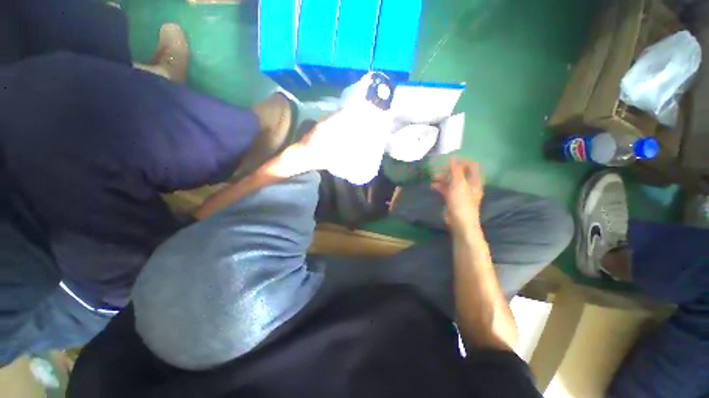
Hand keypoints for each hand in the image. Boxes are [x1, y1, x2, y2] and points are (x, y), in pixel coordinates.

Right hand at [431, 158, 483, 230]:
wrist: (460, 222)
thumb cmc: (461, 202)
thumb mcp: (459, 184)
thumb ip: (456, 170)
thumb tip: (452, 157)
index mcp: (474, 180)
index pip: (471, 165)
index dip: (461, 160)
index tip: (448, 159)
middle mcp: (468, 184)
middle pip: (459, 172)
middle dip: (448, 170)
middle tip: (437, 169)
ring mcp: (460, 192)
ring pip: (451, 181)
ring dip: (442, 178)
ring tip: (433, 178)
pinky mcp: (453, 198)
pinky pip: (446, 189)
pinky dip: (440, 186)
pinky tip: (433, 186)